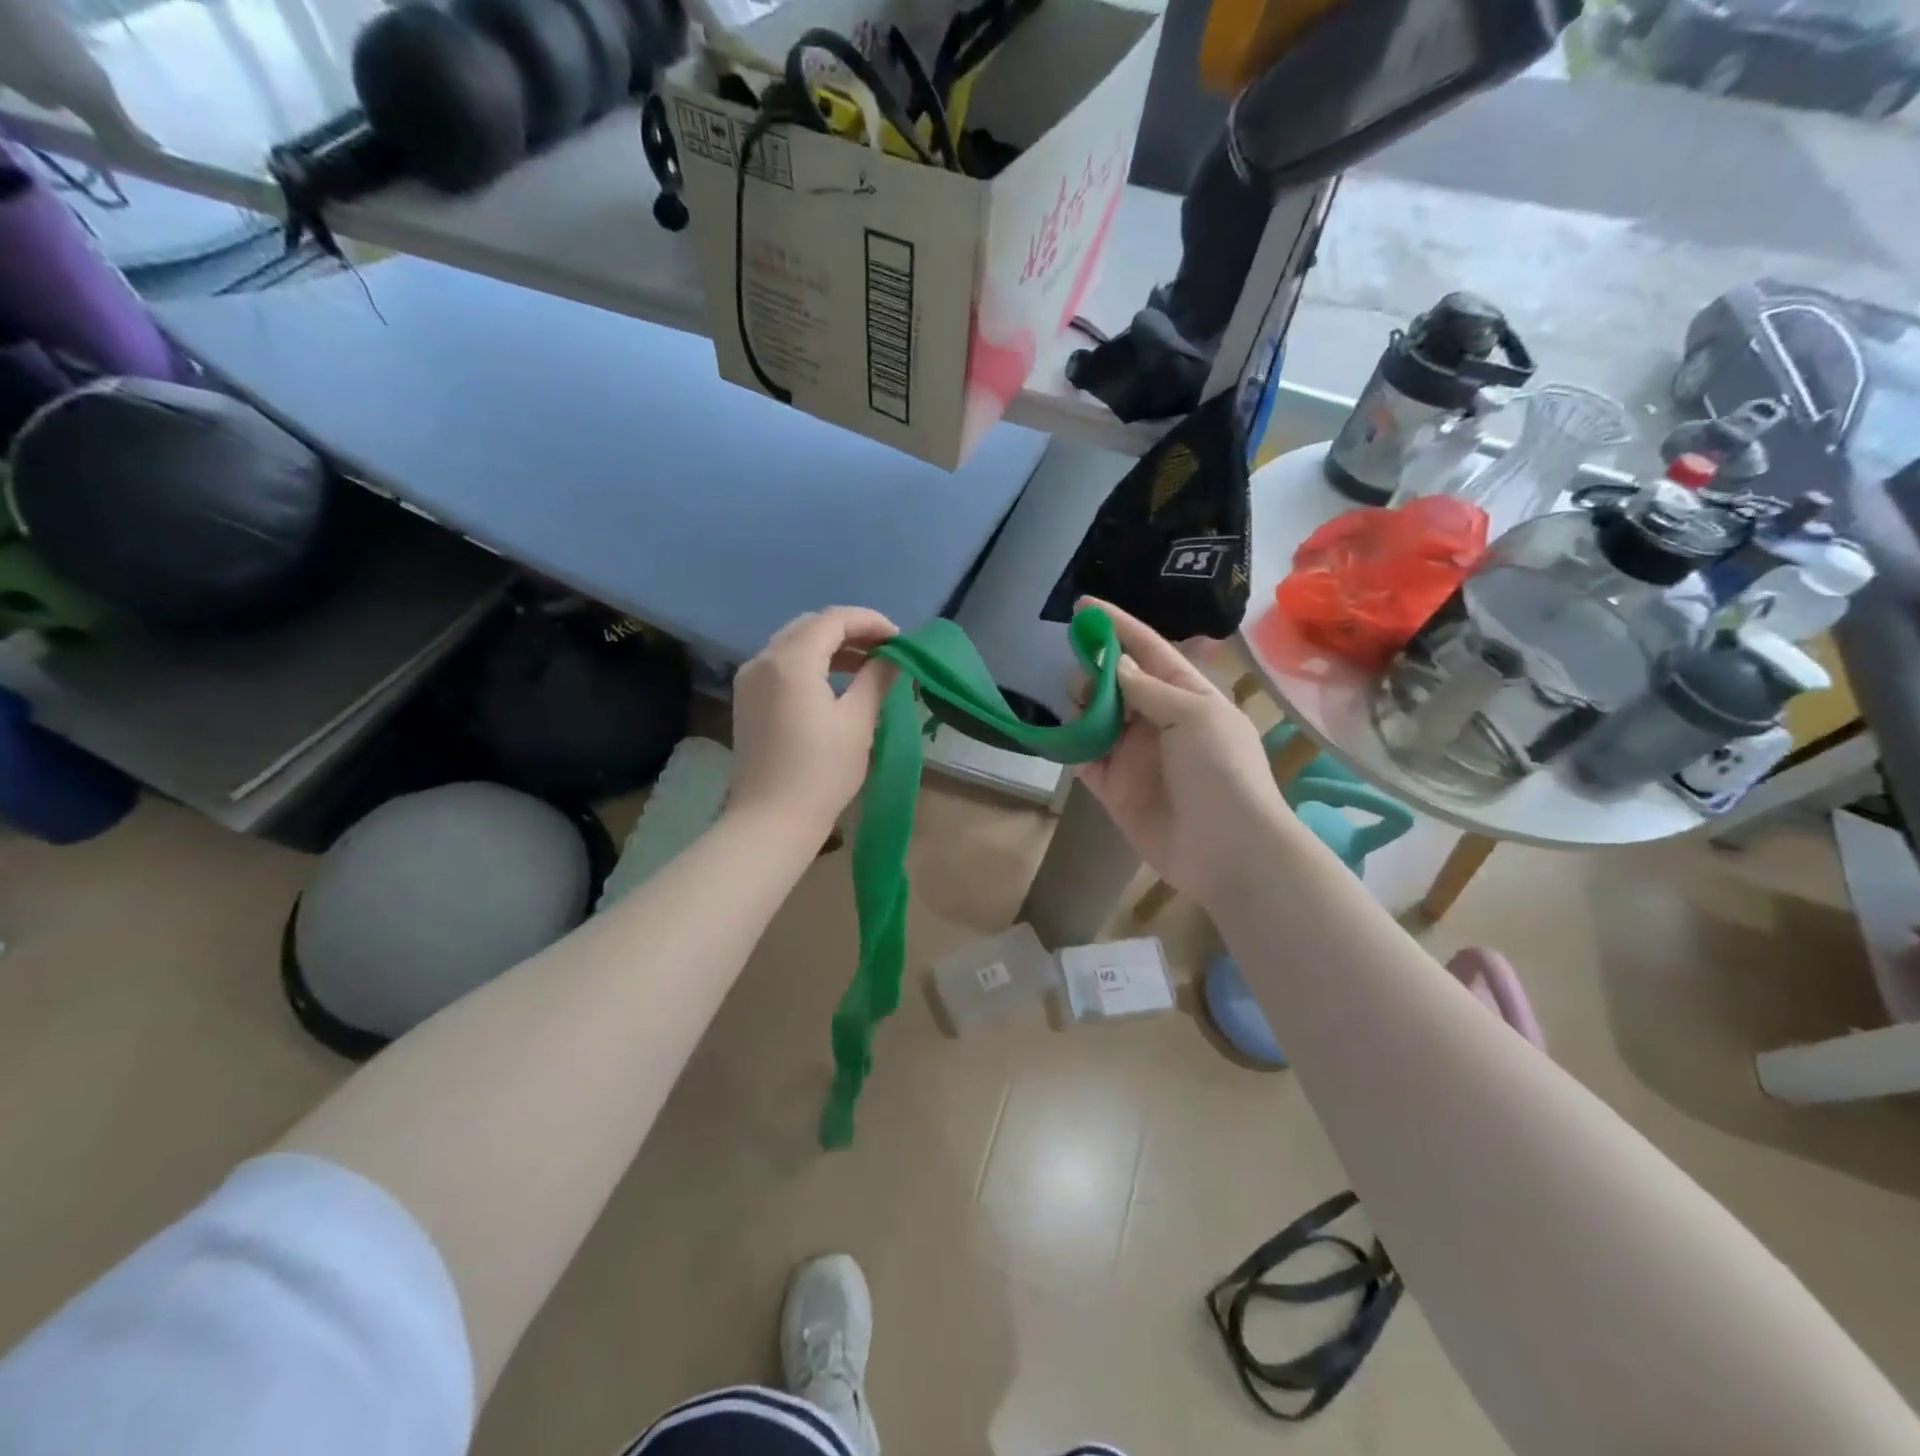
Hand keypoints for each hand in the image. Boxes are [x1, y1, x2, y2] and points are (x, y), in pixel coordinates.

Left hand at [730, 606, 898, 834]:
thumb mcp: (858, 723)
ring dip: (830, 646)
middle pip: (810, 626)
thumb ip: (876, 679)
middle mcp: (763, 660)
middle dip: (850, 631)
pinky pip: (781, 664)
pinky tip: (835, 682)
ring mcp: (750, 679)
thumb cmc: (821, 772)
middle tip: (885, 649)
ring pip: (794, 643)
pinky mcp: (747, 699)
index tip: (899, 639)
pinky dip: (810, 663)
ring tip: (866, 665)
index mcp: (791, 662)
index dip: (870, 622)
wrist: (771, 820)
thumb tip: (893, 657)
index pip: (833, 620)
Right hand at [1076, 599, 1288, 901]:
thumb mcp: (1195, 716)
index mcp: (1186, 696)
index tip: (1083, 606)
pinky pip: (1084, 757)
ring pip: (1095, 717)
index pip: (1147, 651)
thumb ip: (1150, 689)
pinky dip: (1071, 745)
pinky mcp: (1113, 786)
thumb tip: (1114, 666)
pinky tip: (1063, 736)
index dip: (1117, 627)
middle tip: (1081, 673)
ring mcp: (1133, 754)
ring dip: (1081, 705)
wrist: (1227, 849)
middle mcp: (1157, 719)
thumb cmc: (1221, 771)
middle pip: (1116, 682)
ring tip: (1078, 706)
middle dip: (1094, 670)